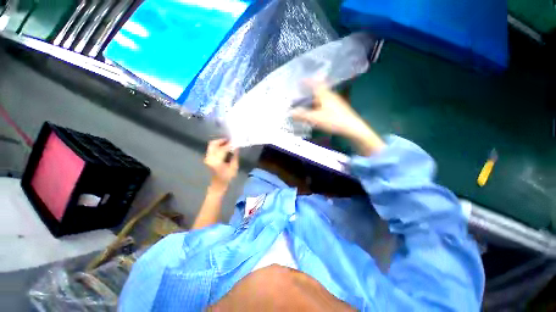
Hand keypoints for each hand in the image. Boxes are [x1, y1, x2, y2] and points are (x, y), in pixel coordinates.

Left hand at [205, 139, 238, 191]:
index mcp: (217, 161)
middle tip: (230, 140)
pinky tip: (224, 148)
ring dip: (219, 143)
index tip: (235, 141)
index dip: (230, 144)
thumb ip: (235, 156)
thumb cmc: (227, 178)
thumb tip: (236, 147)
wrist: (217, 185)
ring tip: (228, 144)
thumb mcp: (234, 168)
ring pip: (211, 145)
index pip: (223, 148)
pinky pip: (212, 148)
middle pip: (213, 144)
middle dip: (222, 140)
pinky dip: (217, 146)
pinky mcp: (207, 158)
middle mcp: (210, 158)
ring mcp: (207, 158)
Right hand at [292, 82, 366, 137]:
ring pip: (323, 97)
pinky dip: (320, 104)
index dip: (307, 82)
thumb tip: (290, 113)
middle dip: (311, 89)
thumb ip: (302, 115)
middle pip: (320, 89)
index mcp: (325, 95)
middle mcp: (331, 96)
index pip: (315, 84)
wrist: (352, 127)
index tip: (301, 80)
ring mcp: (336, 102)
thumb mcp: (315, 118)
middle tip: (303, 90)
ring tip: (308, 100)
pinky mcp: (338, 109)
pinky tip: (318, 110)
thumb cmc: (333, 120)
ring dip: (316, 97)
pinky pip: (326, 103)